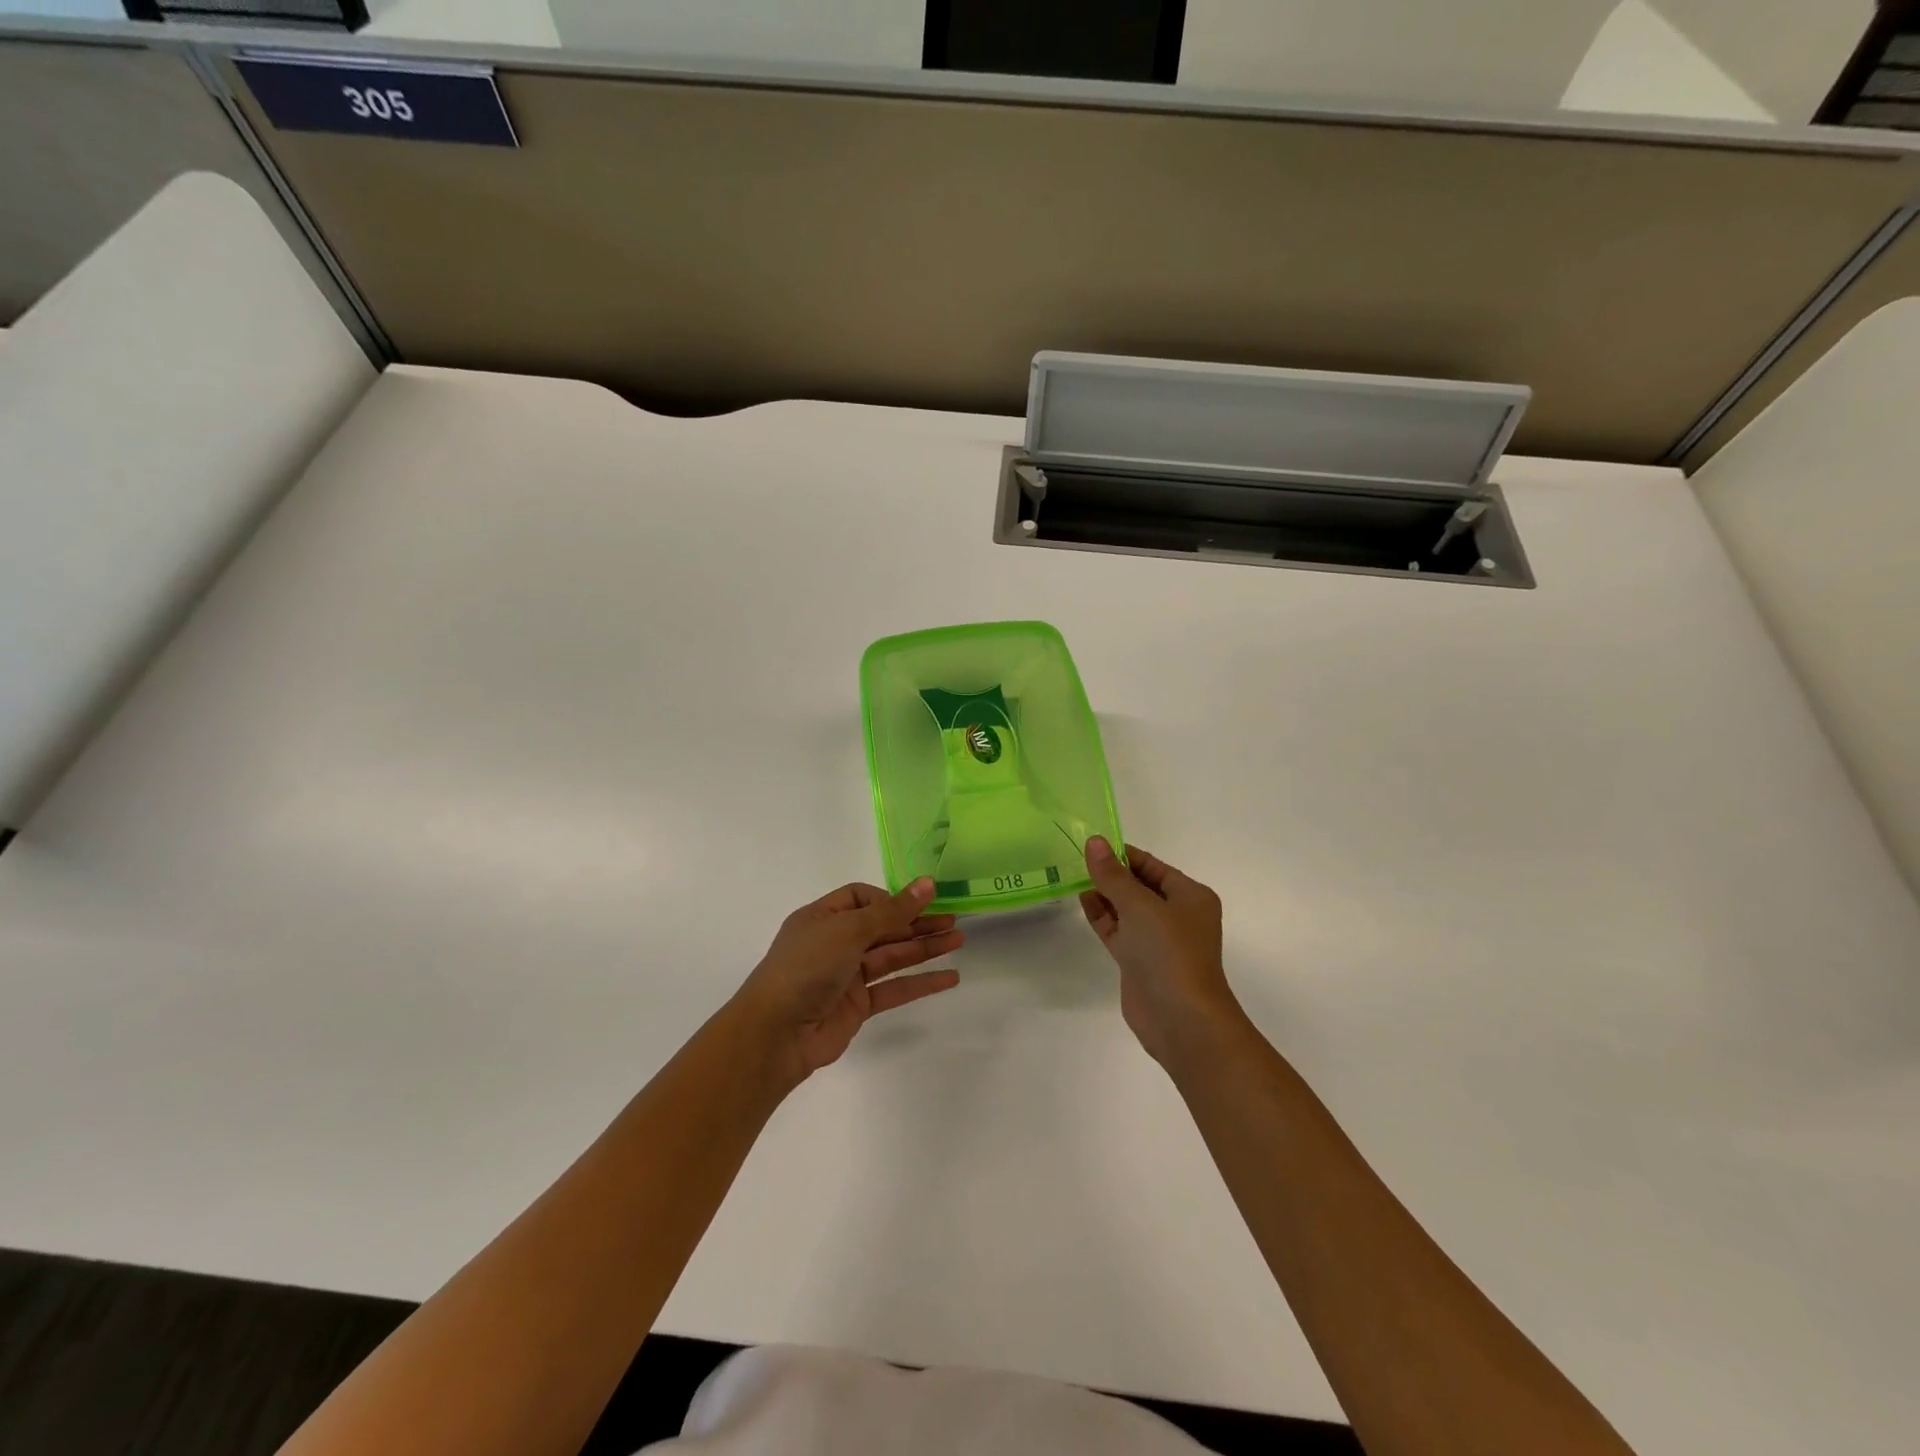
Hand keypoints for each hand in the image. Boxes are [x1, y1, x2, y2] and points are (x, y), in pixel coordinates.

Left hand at [733, 877, 963, 1085]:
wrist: (776, 1033)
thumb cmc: (807, 967)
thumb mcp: (849, 930)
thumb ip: (893, 911)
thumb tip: (928, 883)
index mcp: (823, 917)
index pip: (861, 898)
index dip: (890, 899)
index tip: (918, 904)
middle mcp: (834, 943)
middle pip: (882, 927)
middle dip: (917, 923)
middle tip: (954, 920)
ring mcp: (846, 975)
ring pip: (892, 956)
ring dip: (924, 948)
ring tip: (959, 940)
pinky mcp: (858, 1006)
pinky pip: (894, 988)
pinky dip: (920, 982)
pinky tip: (949, 977)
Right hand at [1080, 837, 1241, 1065]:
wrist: (1180, 1019)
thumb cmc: (1169, 952)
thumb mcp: (1139, 905)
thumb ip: (1112, 874)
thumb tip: (1094, 842)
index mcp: (1190, 896)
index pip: (1153, 866)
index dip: (1123, 854)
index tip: (1092, 843)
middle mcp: (1177, 915)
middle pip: (1140, 886)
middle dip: (1111, 873)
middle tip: (1076, 856)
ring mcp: (1158, 941)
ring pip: (1127, 909)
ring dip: (1104, 894)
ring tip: (1072, 874)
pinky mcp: (1140, 961)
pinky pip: (1119, 930)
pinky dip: (1102, 916)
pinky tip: (1082, 900)